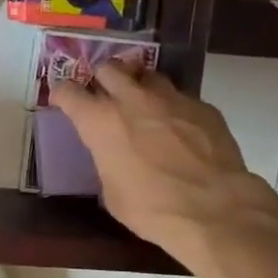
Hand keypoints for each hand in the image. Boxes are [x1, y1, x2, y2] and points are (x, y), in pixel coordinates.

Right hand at [52, 68, 272, 258]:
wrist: (214, 209)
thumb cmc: (151, 208)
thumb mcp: (112, 191)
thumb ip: (108, 160)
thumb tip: (114, 157)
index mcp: (100, 122)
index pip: (69, 91)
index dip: (63, 94)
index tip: (64, 99)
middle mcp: (132, 100)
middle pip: (109, 68)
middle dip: (103, 78)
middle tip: (105, 95)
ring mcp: (171, 98)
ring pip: (148, 75)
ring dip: (139, 86)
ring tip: (144, 105)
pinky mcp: (202, 106)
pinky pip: (180, 97)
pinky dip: (173, 107)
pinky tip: (179, 129)